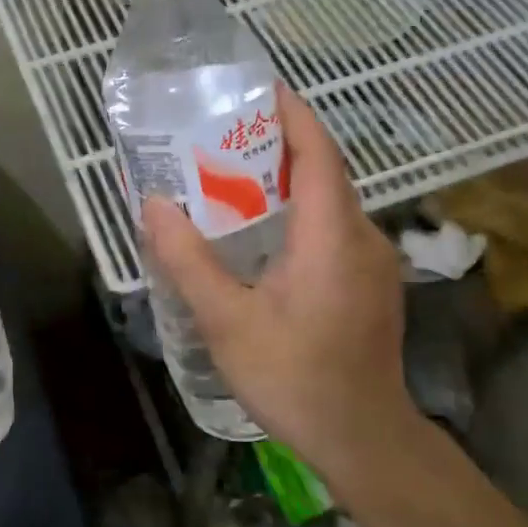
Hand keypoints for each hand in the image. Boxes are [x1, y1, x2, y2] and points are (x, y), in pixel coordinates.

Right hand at [142, 86, 414, 485]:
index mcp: (332, 235)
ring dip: (289, 180)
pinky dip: (301, 213)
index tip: (258, 87)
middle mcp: (362, 236)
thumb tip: (153, 206)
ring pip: (331, 201)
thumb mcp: (227, 322)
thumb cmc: (295, 378)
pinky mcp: (372, 284)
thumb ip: (188, 261)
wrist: (364, 438)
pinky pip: (335, 228)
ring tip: (235, 177)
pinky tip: (265, 234)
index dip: (292, 113)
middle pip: (325, 170)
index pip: (318, 152)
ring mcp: (374, 261)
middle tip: (226, 134)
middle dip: (280, 143)